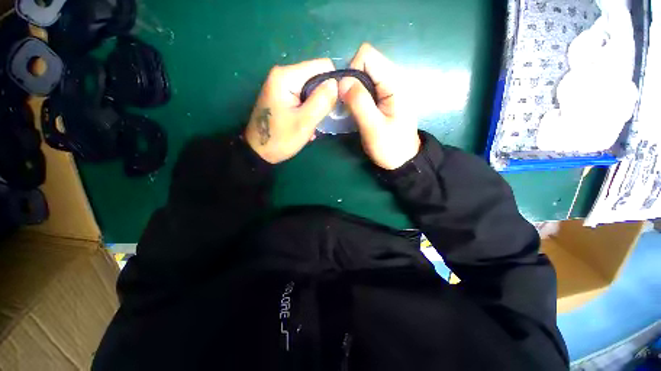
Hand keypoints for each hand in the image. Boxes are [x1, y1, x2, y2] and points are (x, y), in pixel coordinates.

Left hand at [245, 59, 337, 163]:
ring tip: (311, 123)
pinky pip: (303, 96)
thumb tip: (335, 83)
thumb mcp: (305, 122)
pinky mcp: (282, 95)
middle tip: (319, 119)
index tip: (332, 105)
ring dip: (316, 107)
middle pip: (316, 77)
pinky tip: (304, 123)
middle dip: (323, 98)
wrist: (259, 152)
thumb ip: (322, 101)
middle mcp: (283, 74)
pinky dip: (308, 109)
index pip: (322, 66)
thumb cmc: (280, 139)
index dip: (332, 84)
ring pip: (311, 89)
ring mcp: (281, 84)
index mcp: (286, 76)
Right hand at [340, 43, 419, 169]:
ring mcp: (388, 87)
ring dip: (352, 90)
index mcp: (394, 82)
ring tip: (352, 110)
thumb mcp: (373, 128)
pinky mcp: (383, 96)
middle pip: (363, 63)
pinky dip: (356, 96)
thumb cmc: (390, 146)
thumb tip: (341, 81)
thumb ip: (359, 103)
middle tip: (348, 106)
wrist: (403, 159)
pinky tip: (357, 110)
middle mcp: (393, 78)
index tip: (348, 96)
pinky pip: (365, 86)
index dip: (352, 71)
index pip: (366, 55)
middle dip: (350, 82)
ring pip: (362, 75)